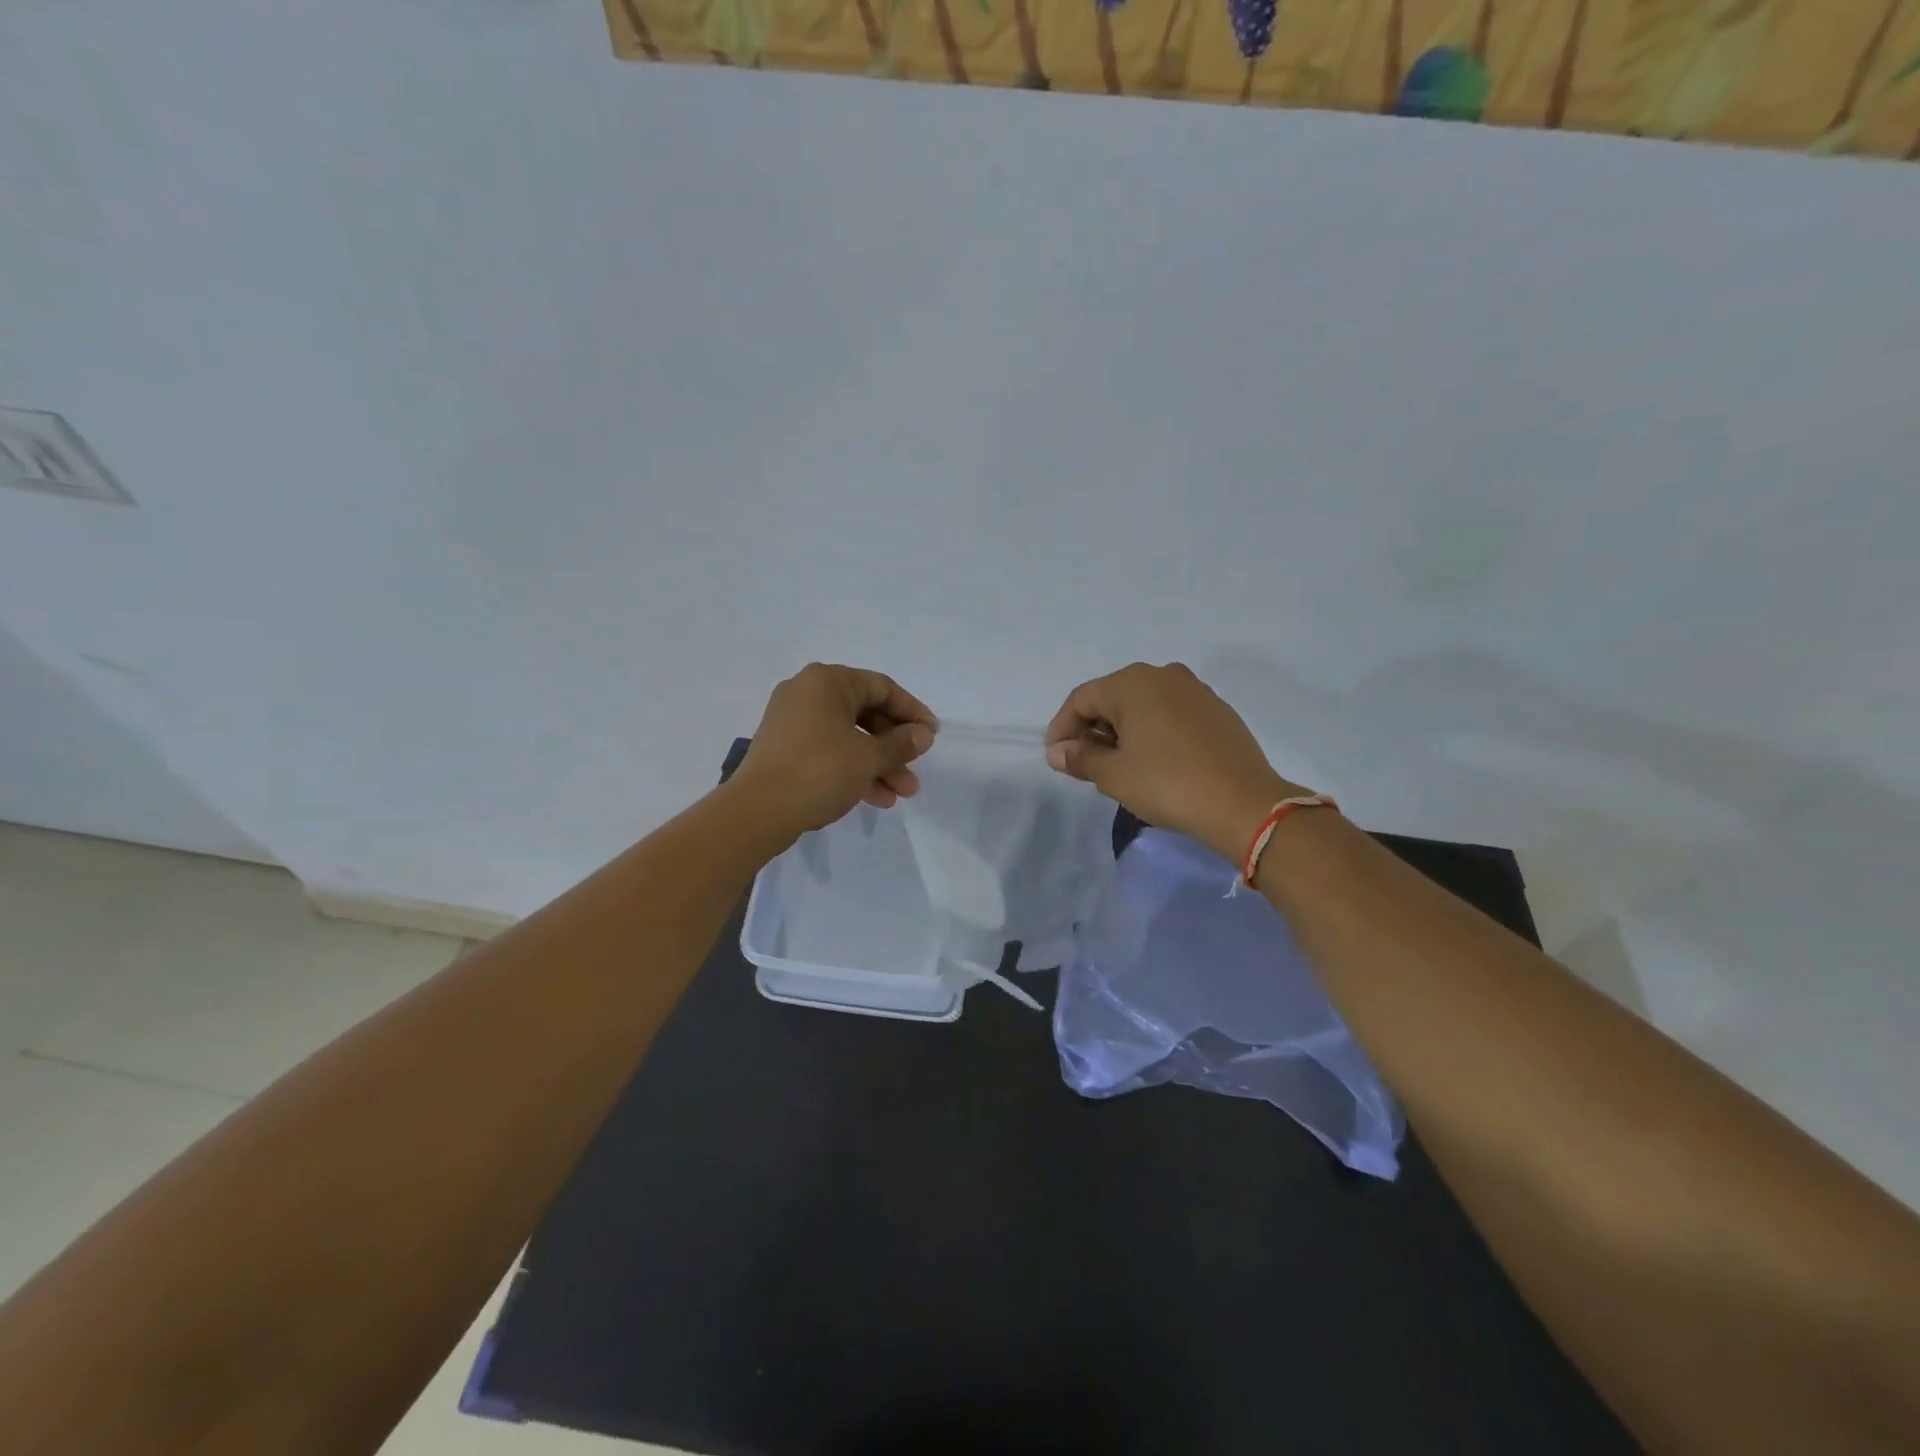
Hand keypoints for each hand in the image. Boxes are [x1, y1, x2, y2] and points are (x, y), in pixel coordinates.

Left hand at [733, 664, 937, 840]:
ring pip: (849, 737)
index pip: (882, 688)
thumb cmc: (819, 771)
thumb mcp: (868, 757)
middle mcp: (808, 693)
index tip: (933, 735)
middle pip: (866, 714)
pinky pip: (829, 752)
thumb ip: (901, 744)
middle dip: (895, 746)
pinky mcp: (785, 749)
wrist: (758, 811)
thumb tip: (923, 734)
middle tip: (917, 771)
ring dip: (878, 764)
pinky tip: (877, 799)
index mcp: (827, 682)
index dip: (912, 712)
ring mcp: (793, 722)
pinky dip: (853, 769)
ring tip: (903, 794)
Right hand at [1044, 662, 1304, 862]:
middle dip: (1092, 728)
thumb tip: (1058, 752)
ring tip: (1116, 763)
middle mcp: (1163, 674)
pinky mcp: (1217, 710)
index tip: (1055, 757)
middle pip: (1113, 697)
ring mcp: (1195, 690)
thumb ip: (1080, 758)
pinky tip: (1153, 760)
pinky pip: (1170, 713)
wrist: (1244, 804)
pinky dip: (1152, 731)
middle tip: (1083, 762)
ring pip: (1143, 704)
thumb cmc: (1167, 784)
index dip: (1062, 727)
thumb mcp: (1114, 775)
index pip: (1082, 699)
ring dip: (1123, 730)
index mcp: (1132, 683)